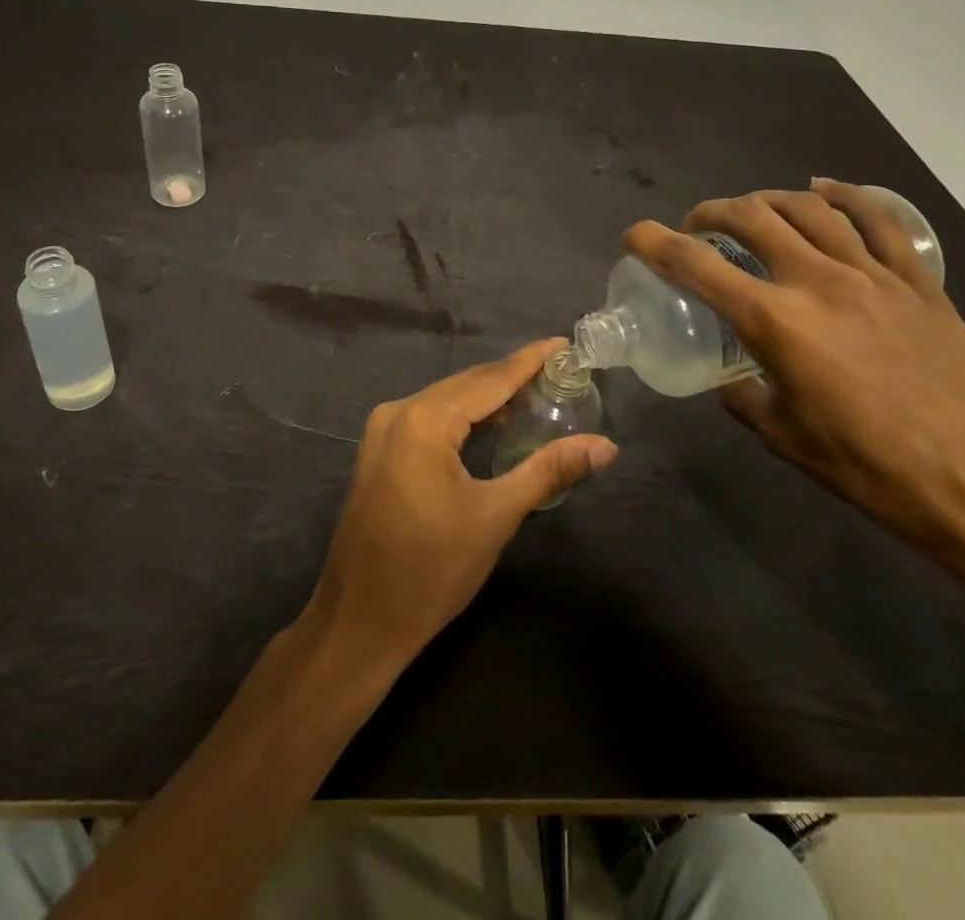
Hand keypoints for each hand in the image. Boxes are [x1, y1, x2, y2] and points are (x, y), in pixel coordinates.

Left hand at [306, 339, 618, 671]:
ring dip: (488, 397)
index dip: (529, 361)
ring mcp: (382, 430)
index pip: (489, 379)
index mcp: (424, 420)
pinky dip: (463, 416)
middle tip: (559, 372)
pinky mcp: (378, 451)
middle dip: (511, 377)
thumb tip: (605, 446)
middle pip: (466, 385)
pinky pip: (429, 418)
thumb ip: (548, 471)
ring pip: (446, 400)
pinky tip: (492, 423)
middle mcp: (398, 411)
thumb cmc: (431, 570)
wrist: (359, 621)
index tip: (564, 344)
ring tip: (535, 392)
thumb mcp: (495, 517)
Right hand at [624, 181, 964, 565]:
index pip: (696, 264)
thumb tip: (732, 376)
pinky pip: (877, 218)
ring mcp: (874, 274)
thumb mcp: (788, 440)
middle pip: (752, 217)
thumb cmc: (878, 472)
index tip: (635, 236)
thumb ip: (746, 396)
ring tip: (752, 212)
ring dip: (767, 200)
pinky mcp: (918, 280)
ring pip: (809, 207)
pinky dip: (844, 195)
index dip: (654, 242)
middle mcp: (819, 282)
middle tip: (696, 228)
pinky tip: (824, 192)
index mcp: (777, 323)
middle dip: (710, 212)